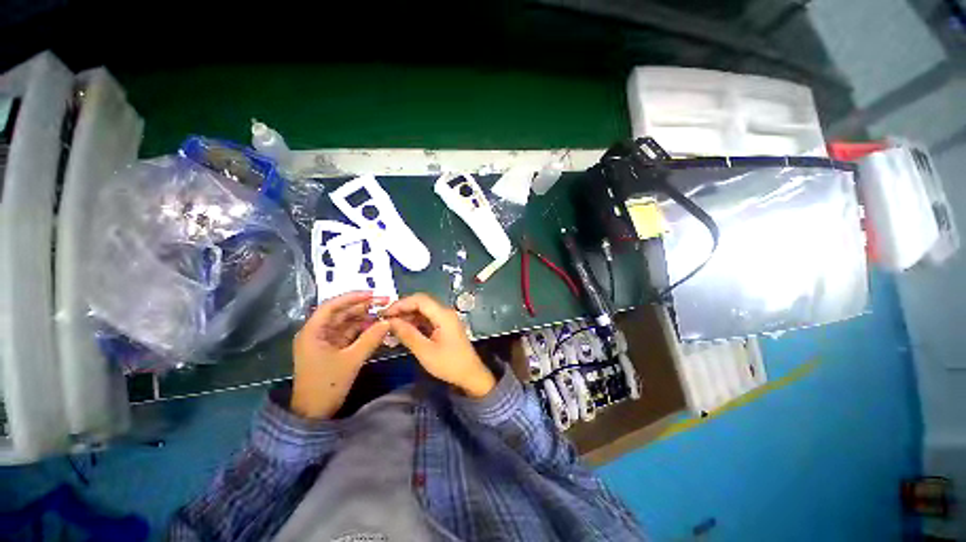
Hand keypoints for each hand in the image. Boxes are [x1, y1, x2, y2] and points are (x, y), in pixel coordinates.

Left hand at [291, 292, 389, 418]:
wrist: (314, 413)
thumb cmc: (327, 385)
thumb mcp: (351, 360)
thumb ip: (371, 338)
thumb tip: (388, 322)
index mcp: (313, 332)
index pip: (332, 306)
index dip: (352, 297)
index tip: (373, 294)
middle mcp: (317, 332)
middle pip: (341, 313)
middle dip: (363, 306)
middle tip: (385, 302)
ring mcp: (324, 341)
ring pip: (346, 323)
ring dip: (364, 318)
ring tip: (384, 313)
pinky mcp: (332, 349)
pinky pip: (349, 334)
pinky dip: (362, 330)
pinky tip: (377, 327)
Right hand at [382, 293, 495, 397]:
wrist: (470, 375)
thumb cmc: (449, 364)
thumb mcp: (425, 351)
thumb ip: (407, 334)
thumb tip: (390, 322)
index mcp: (443, 315)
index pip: (419, 300)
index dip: (401, 304)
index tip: (384, 314)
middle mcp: (445, 312)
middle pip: (421, 303)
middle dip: (403, 310)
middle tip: (385, 321)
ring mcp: (446, 319)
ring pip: (423, 311)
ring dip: (408, 317)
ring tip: (391, 327)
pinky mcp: (445, 327)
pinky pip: (427, 320)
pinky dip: (415, 323)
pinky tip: (403, 332)